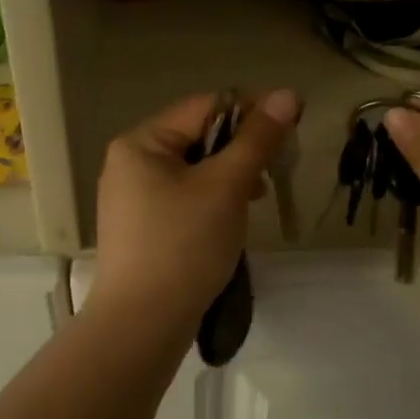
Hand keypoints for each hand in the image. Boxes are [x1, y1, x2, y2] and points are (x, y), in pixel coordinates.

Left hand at [88, 89, 302, 328]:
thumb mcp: (226, 186)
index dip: (250, 111)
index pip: (204, 107)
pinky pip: (183, 199)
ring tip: (256, 199)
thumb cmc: (184, 245)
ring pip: (193, 171)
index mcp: (141, 142)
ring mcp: (132, 199)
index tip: (291, 127)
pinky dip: (211, 201)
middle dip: (240, 150)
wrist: (143, 324)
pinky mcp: (142, 229)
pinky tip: (231, 220)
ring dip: (230, 177)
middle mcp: (129, 163)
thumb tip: (288, 94)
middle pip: (197, 138)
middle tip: (275, 169)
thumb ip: (257, 139)